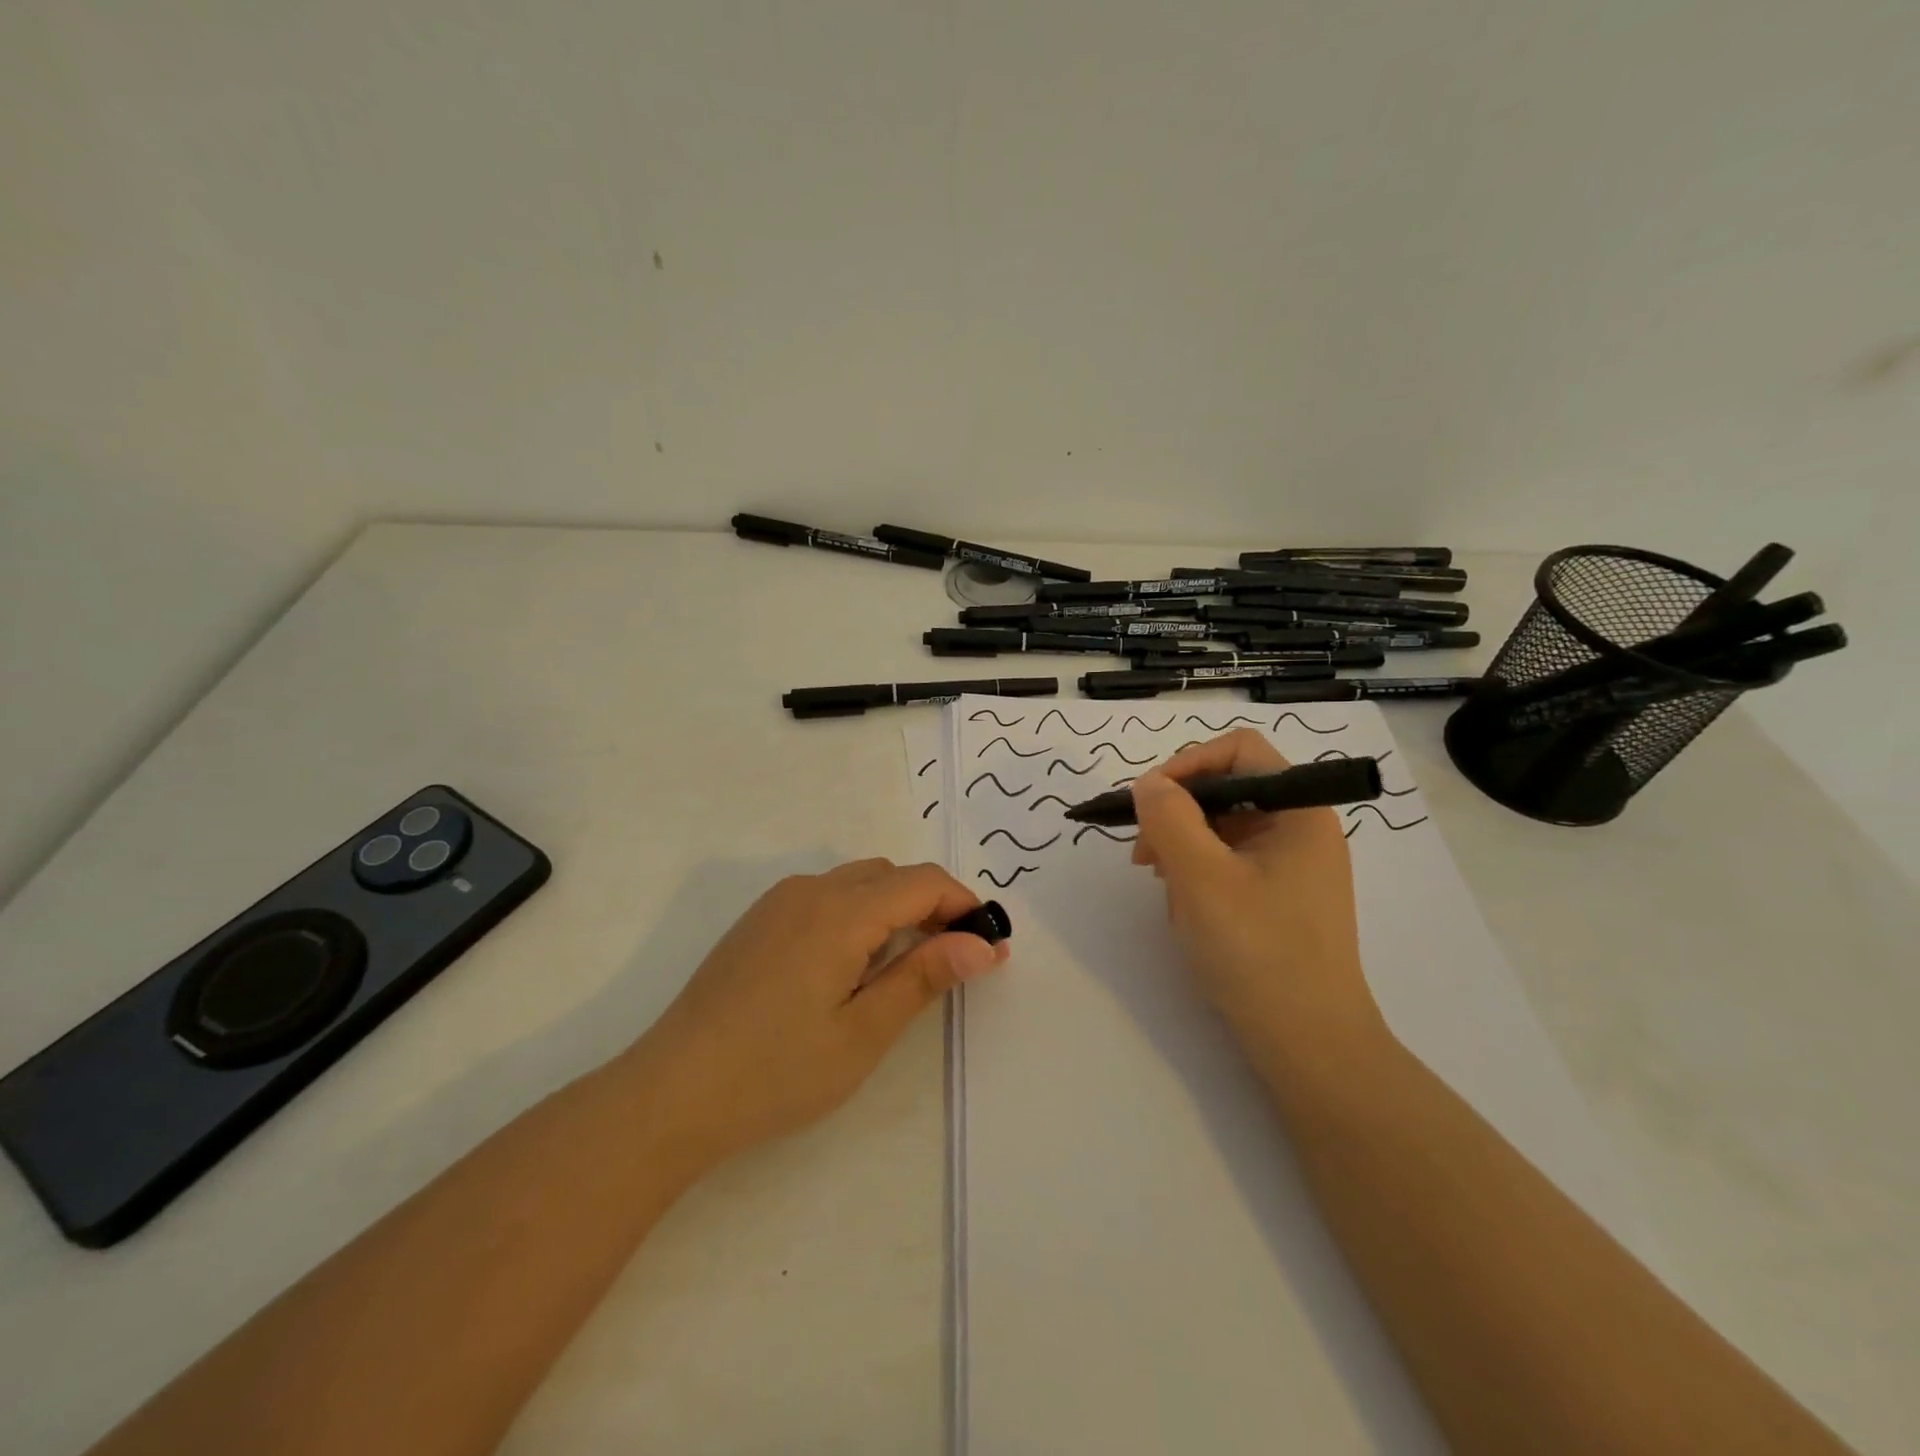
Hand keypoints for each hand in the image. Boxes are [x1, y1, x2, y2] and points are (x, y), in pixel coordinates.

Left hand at [633, 859, 1008, 1166]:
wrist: (671, 1092)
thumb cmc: (777, 1071)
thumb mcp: (862, 1032)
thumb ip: (924, 977)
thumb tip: (981, 943)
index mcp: (840, 911)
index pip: (922, 881)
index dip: (963, 905)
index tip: (987, 946)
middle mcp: (809, 890)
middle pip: (890, 875)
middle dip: (930, 905)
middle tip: (949, 961)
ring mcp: (777, 902)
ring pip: (856, 882)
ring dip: (892, 908)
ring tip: (900, 969)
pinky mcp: (757, 921)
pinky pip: (823, 896)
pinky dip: (856, 914)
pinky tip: (846, 968)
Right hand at [1130, 730, 1385, 1074]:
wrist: (1309, 1046)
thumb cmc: (1259, 953)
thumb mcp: (1201, 878)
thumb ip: (1169, 818)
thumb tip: (1148, 783)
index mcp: (1300, 811)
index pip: (1239, 751)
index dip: (1188, 764)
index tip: (1149, 802)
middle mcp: (1301, 830)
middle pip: (1227, 789)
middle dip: (1178, 814)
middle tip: (1144, 856)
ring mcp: (1293, 867)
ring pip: (1222, 829)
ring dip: (1183, 848)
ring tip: (1163, 888)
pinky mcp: (1280, 898)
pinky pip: (1229, 864)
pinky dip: (1198, 876)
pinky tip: (1186, 911)